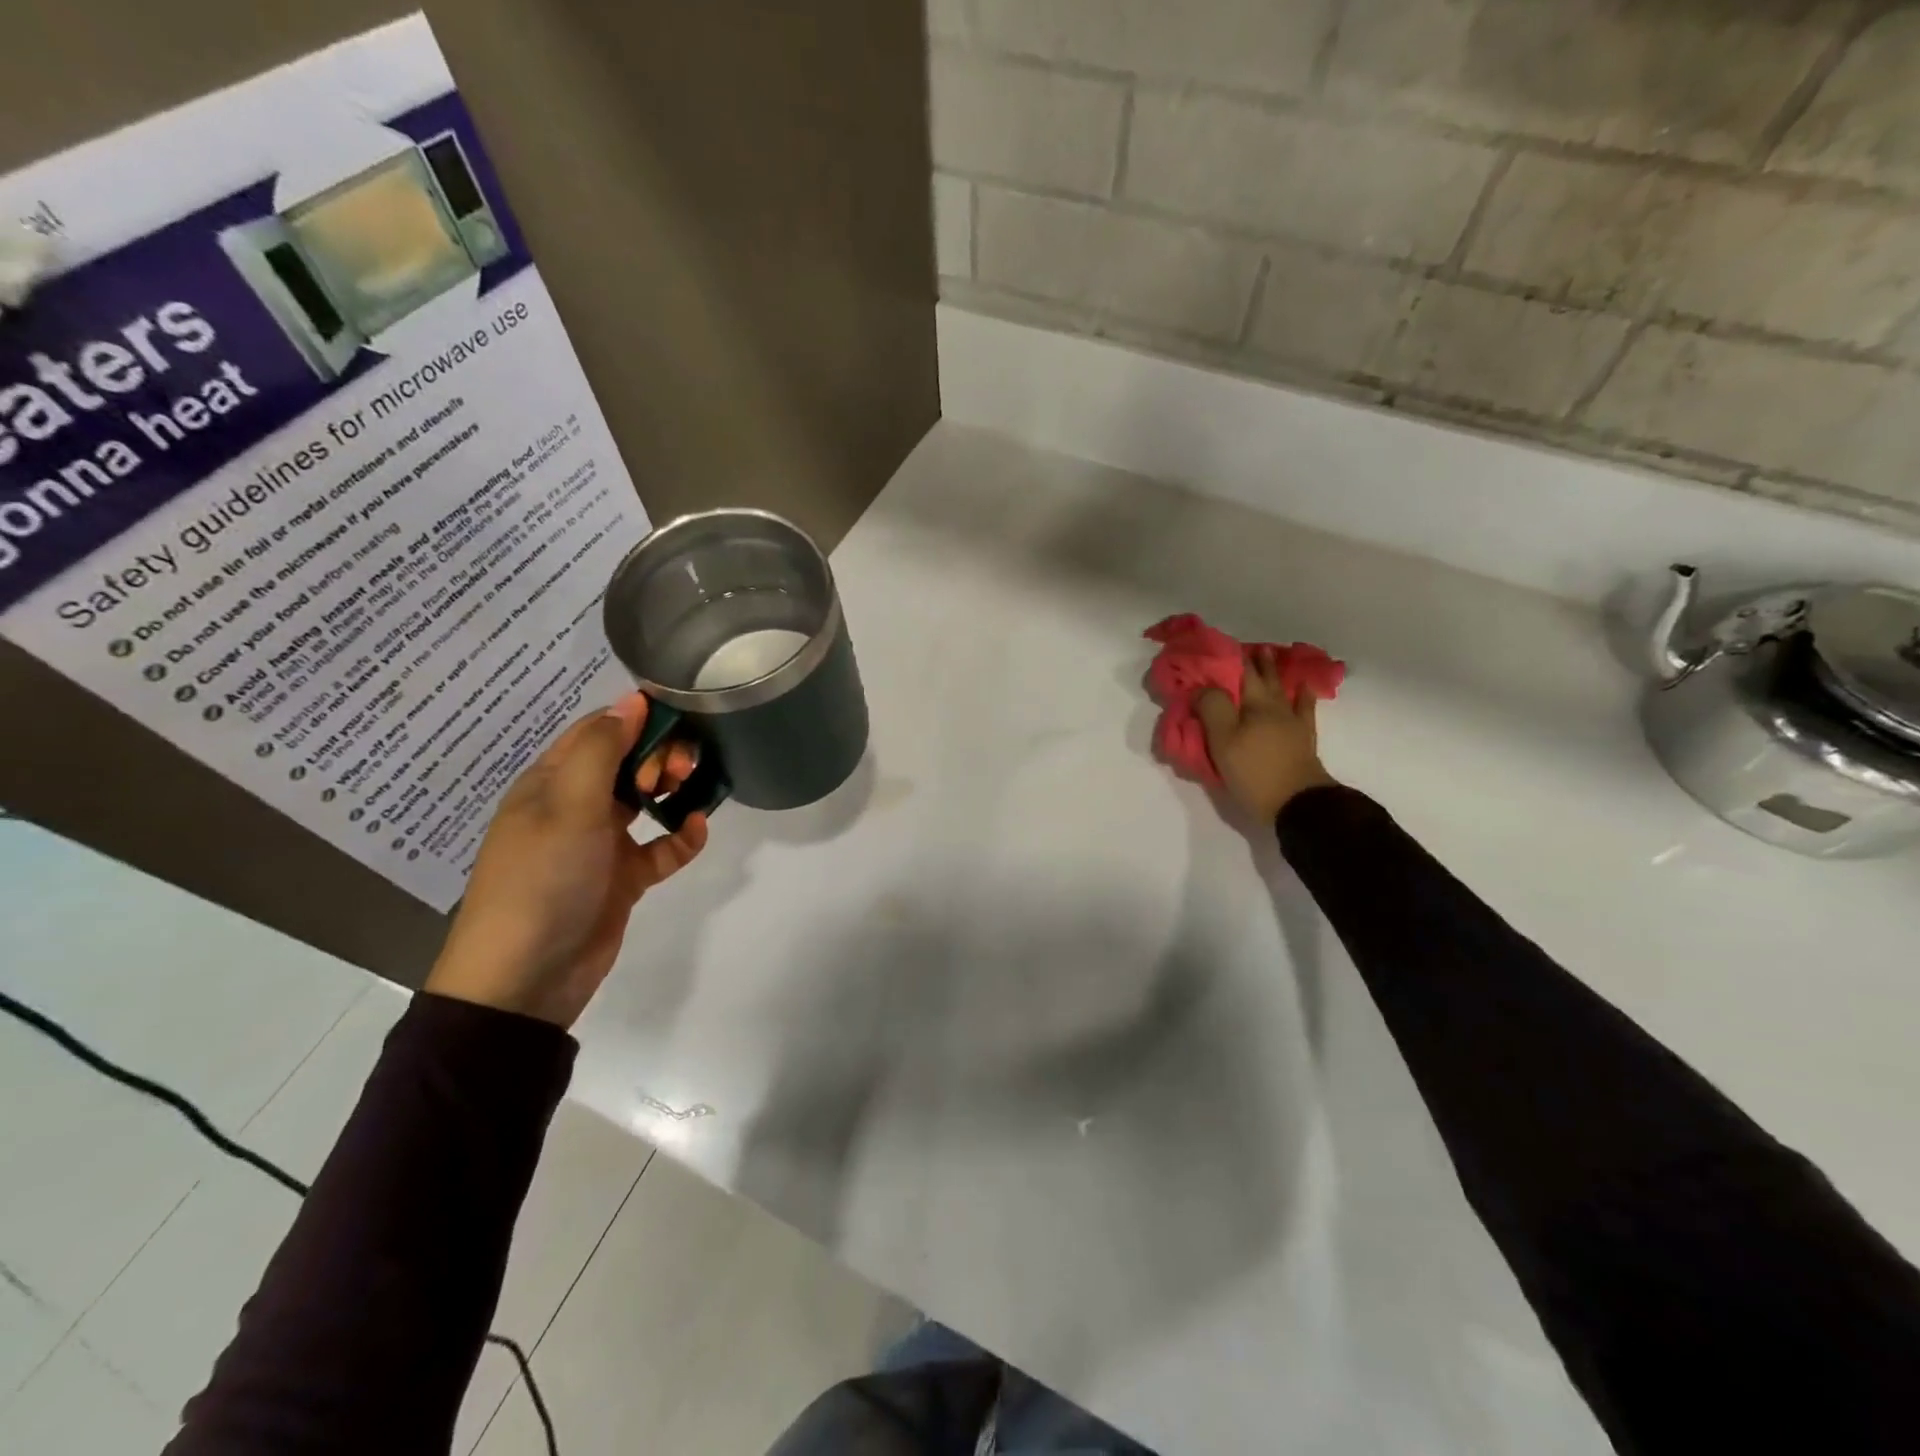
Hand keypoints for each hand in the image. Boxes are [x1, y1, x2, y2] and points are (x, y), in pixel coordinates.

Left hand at [426, 693, 708, 1027]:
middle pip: (627, 763)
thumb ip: (603, 749)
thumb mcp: (570, 805)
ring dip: (674, 789)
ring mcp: (601, 843)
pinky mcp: (624, 877)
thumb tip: (633, 699)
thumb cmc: (543, 877)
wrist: (527, 977)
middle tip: (681, 766)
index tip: (679, 715)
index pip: (598, 732)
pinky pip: (662, 847)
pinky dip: (683, 836)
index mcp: (552, 782)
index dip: (636, 718)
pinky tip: (699, 829)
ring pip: (647, 801)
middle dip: (660, 754)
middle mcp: (576, 806)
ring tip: (693, 787)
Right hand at [1196, 648, 1337, 821]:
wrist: (1298, 804)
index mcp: (1255, 705)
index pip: (1240, 674)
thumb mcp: (1223, 741)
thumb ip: (1212, 709)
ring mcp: (1293, 723)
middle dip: (1257, 662)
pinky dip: (1303, 696)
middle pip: (1265, 679)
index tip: (1221, 647)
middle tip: (1252, 648)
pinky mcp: (1304, 740)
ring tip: (1276, 659)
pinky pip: (1304, 709)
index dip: (1231, 659)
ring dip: (1278, 673)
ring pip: (1285, 690)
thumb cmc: (1254, 772)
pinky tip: (1303, 689)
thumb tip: (1203, 687)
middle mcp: (1276, 707)